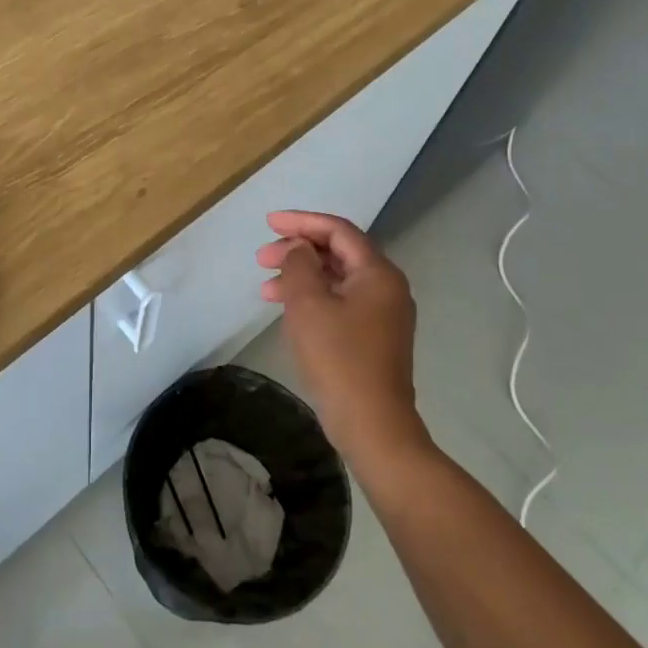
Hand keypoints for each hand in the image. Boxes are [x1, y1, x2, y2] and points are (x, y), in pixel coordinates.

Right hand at [256, 210, 428, 466]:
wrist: (372, 426)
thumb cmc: (338, 359)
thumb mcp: (308, 304)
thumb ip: (299, 265)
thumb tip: (299, 249)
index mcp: (377, 273)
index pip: (338, 230)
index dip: (301, 222)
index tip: (268, 223)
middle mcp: (386, 287)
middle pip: (338, 253)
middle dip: (298, 250)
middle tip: (262, 258)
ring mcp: (382, 314)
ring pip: (336, 279)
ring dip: (300, 276)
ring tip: (265, 287)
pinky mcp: (373, 337)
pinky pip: (339, 302)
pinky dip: (312, 298)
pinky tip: (287, 310)